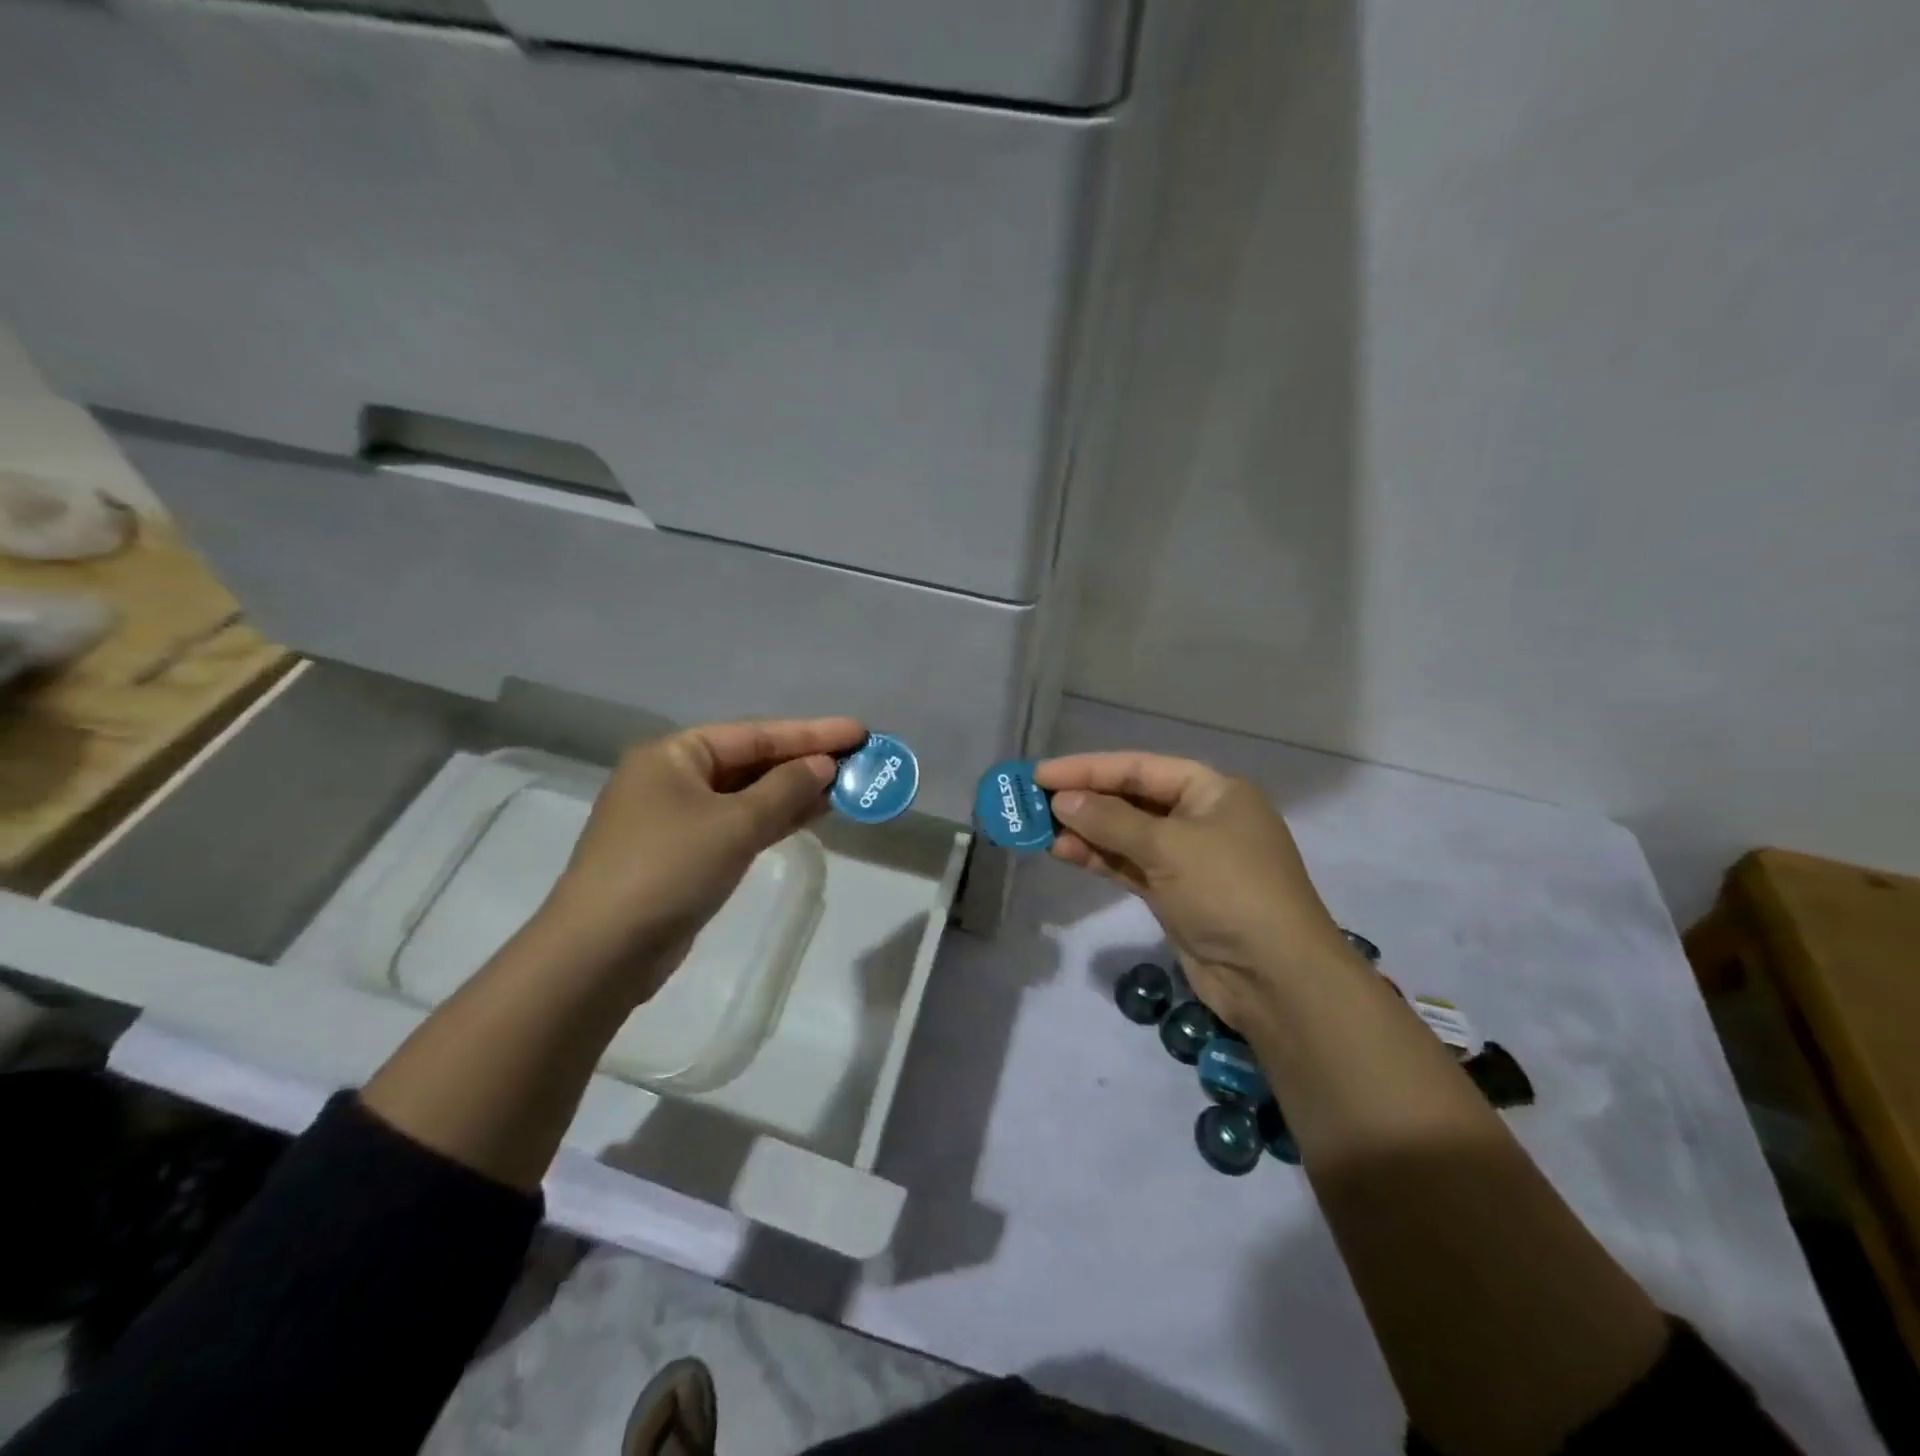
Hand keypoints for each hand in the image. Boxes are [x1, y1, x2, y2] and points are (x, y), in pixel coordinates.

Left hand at [531, 717, 866, 999]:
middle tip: (859, 759)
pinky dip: (773, 819)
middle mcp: (672, 778)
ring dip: (793, 791)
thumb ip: (784, 790)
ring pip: (747, 795)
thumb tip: (824, 766)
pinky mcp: (684, 855)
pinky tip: (810, 815)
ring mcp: (676, 818)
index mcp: (674, 755)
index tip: (858, 732)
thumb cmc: (667, 870)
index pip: (755, 734)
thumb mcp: (734, 825)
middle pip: (751, 761)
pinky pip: (738, 824)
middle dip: (804, 761)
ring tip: (846, 786)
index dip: (811, 733)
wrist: (602, 953)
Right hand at [1034, 752, 1355, 1032]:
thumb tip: (1062, 799)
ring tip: (1039, 829)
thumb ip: (1111, 820)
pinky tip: (1064, 852)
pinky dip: (1099, 859)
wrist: (1276, 978)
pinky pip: (1129, 865)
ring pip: (1126, 835)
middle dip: (1083, 800)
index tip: (1040, 773)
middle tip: (1032, 801)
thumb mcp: (1168, 847)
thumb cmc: (1229, 891)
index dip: (1088, 768)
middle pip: (1131, 799)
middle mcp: (1201, 818)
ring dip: (1085, 831)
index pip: (1140, 768)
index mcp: (1213, 791)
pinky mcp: (1175, 893)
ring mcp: (1188, 859)